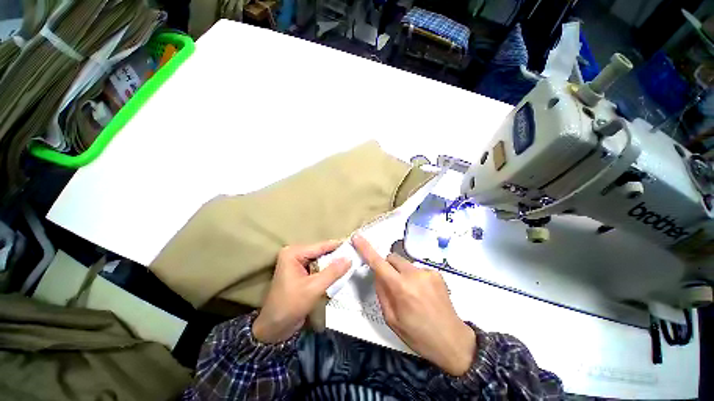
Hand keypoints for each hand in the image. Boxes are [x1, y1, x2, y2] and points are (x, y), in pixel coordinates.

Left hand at [253, 241, 350, 342]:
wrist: (274, 328)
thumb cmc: (290, 305)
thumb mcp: (314, 288)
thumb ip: (332, 272)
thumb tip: (349, 258)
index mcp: (294, 253)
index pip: (321, 246)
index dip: (339, 246)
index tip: (355, 244)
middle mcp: (295, 254)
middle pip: (322, 252)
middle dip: (337, 255)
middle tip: (356, 254)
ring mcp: (298, 263)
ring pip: (322, 259)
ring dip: (334, 263)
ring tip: (353, 261)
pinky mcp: (302, 272)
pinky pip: (319, 267)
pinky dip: (329, 270)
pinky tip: (342, 270)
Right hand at [352, 235, 475, 375]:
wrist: (453, 341)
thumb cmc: (418, 335)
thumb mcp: (392, 319)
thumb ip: (381, 292)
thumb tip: (377, 273)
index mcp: (401, 288)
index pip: (379, 263)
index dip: (366, 249)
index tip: (357, 238)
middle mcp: (414, 275)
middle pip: (392, 258)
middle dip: (388, 267)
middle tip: (392, 284)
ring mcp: (428, 272)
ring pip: (404, 264)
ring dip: (402, 273)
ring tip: (412, 294)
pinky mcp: (437, 273)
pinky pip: (417, 269)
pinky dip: (415, 277)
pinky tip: (423, 293)